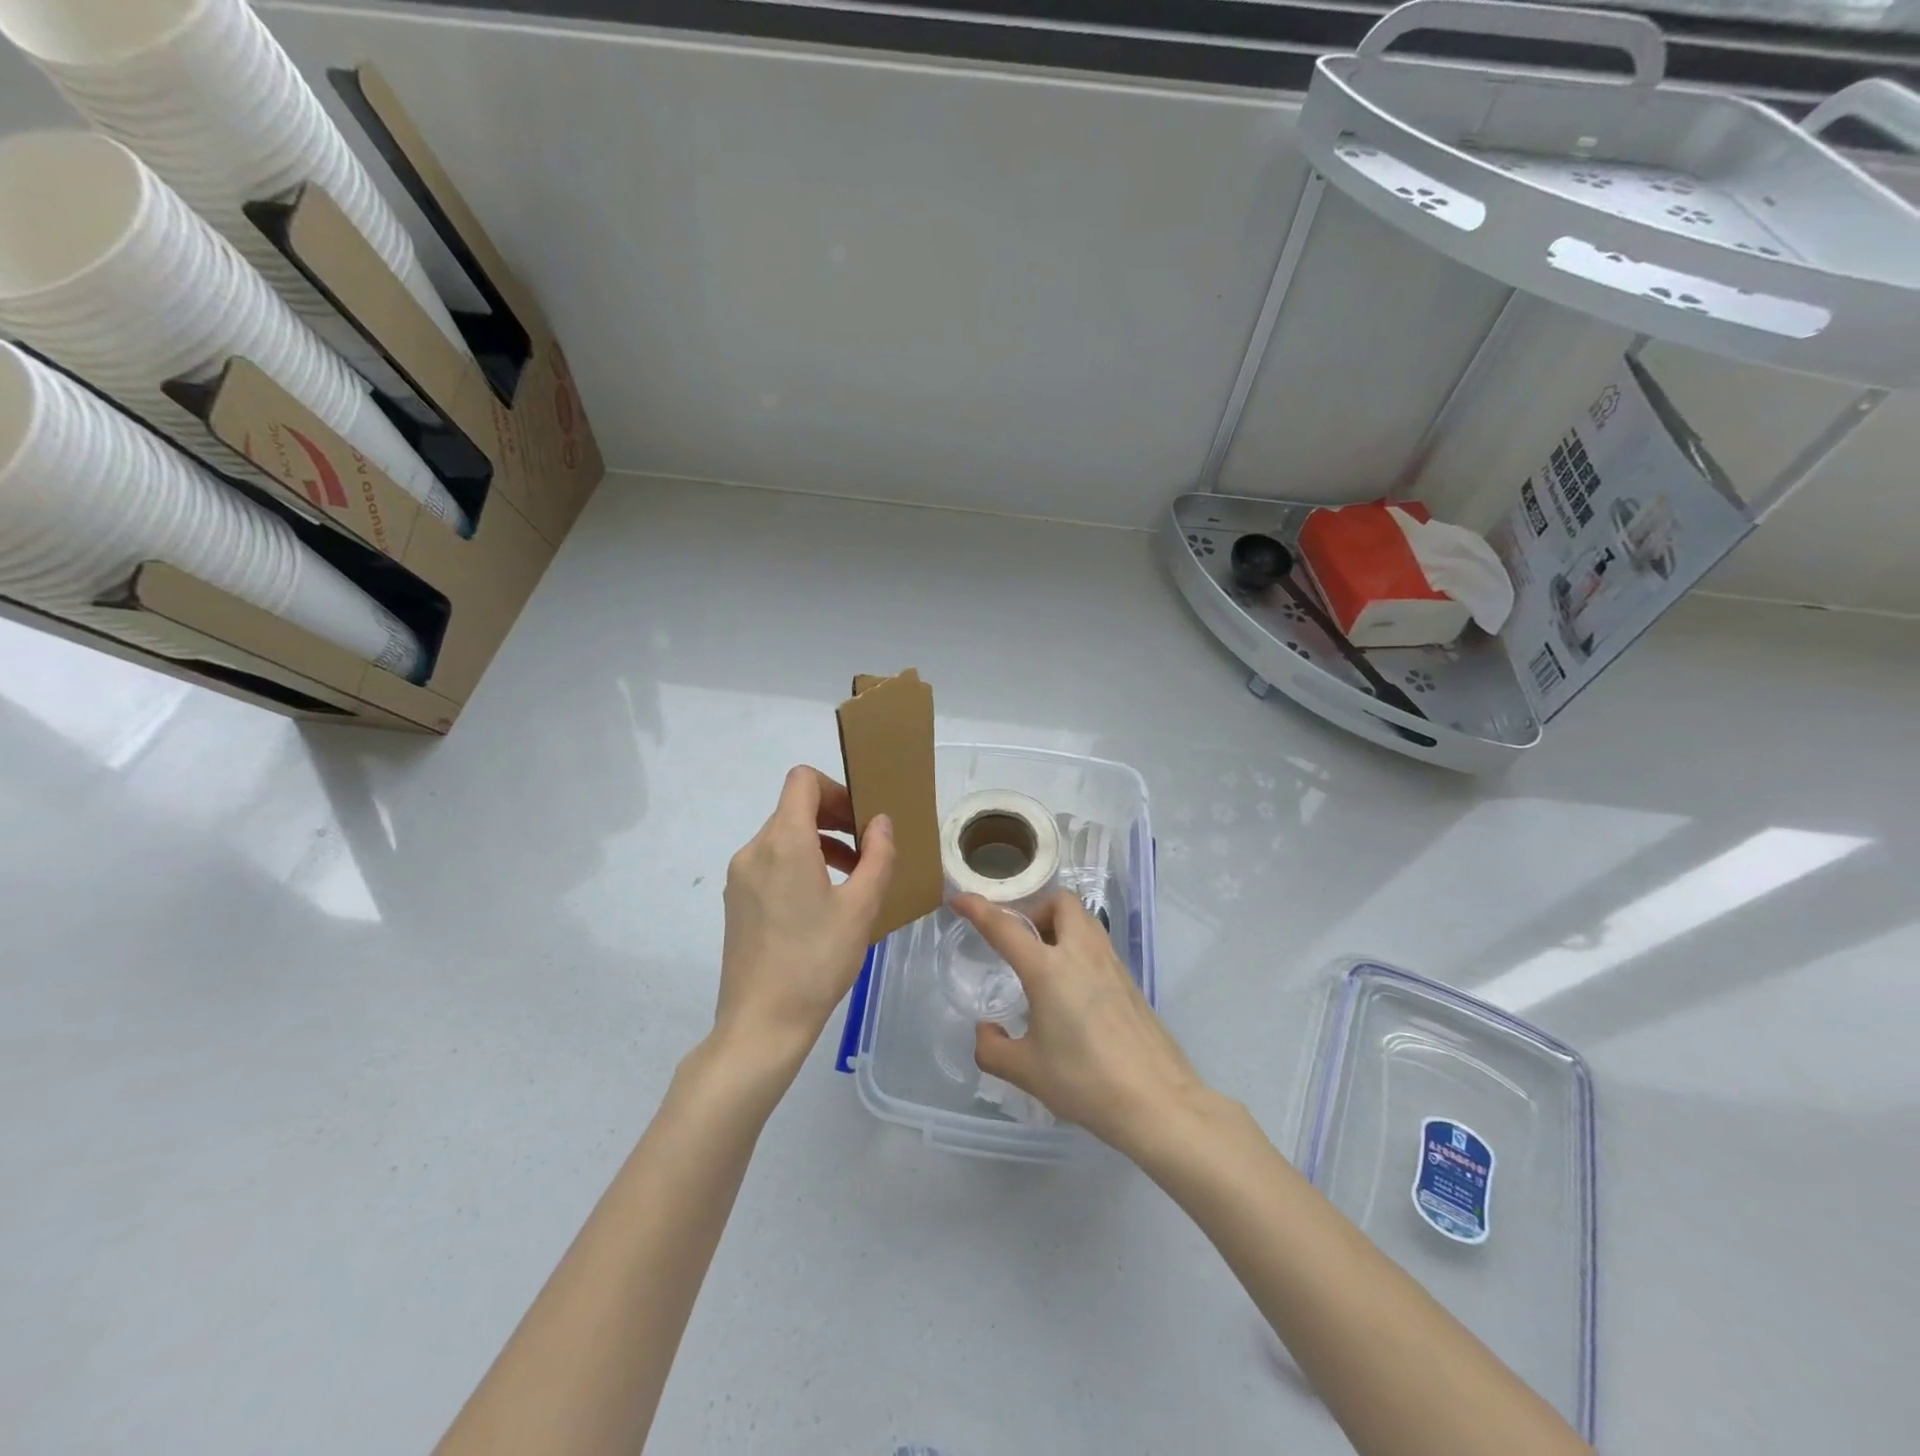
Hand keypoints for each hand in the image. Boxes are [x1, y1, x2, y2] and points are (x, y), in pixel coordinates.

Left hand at [714, 766, 895, 1073]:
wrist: (761, 1024)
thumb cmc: (817, 961)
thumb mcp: (861, 907)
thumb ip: (877, 856)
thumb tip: (880, 823)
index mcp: (783, 841)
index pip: (803, 781)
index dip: (837, 788)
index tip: (862, 819)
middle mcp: (754, 850)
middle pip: (794, 807)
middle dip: (835, 818)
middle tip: (868, 849)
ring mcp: (739, 876)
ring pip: (783, 836)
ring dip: (819, 842)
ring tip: (853, 877)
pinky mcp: (736, 901)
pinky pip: (770, 862)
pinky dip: (799, 864)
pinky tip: (823, 901)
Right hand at [954, 889, 1206, 1156]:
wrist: (1157, 1101)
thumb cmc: (1084, 1081)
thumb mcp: (1025, 1071)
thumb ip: (992, 1047)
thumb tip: (986, 1030)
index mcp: (1048, 969)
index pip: (1006, 927)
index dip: (979, 909)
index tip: (960, 899)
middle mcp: (1080, 953)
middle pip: (1059, 902)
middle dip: (1035, 908)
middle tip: (1020, 939)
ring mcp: (1111, 963)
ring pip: (1083, 919)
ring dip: (1059, 923)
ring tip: (1043, 961)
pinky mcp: (1130, 980)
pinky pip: (1097, 943)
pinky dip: (1078, 946)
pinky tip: (1072, 987)